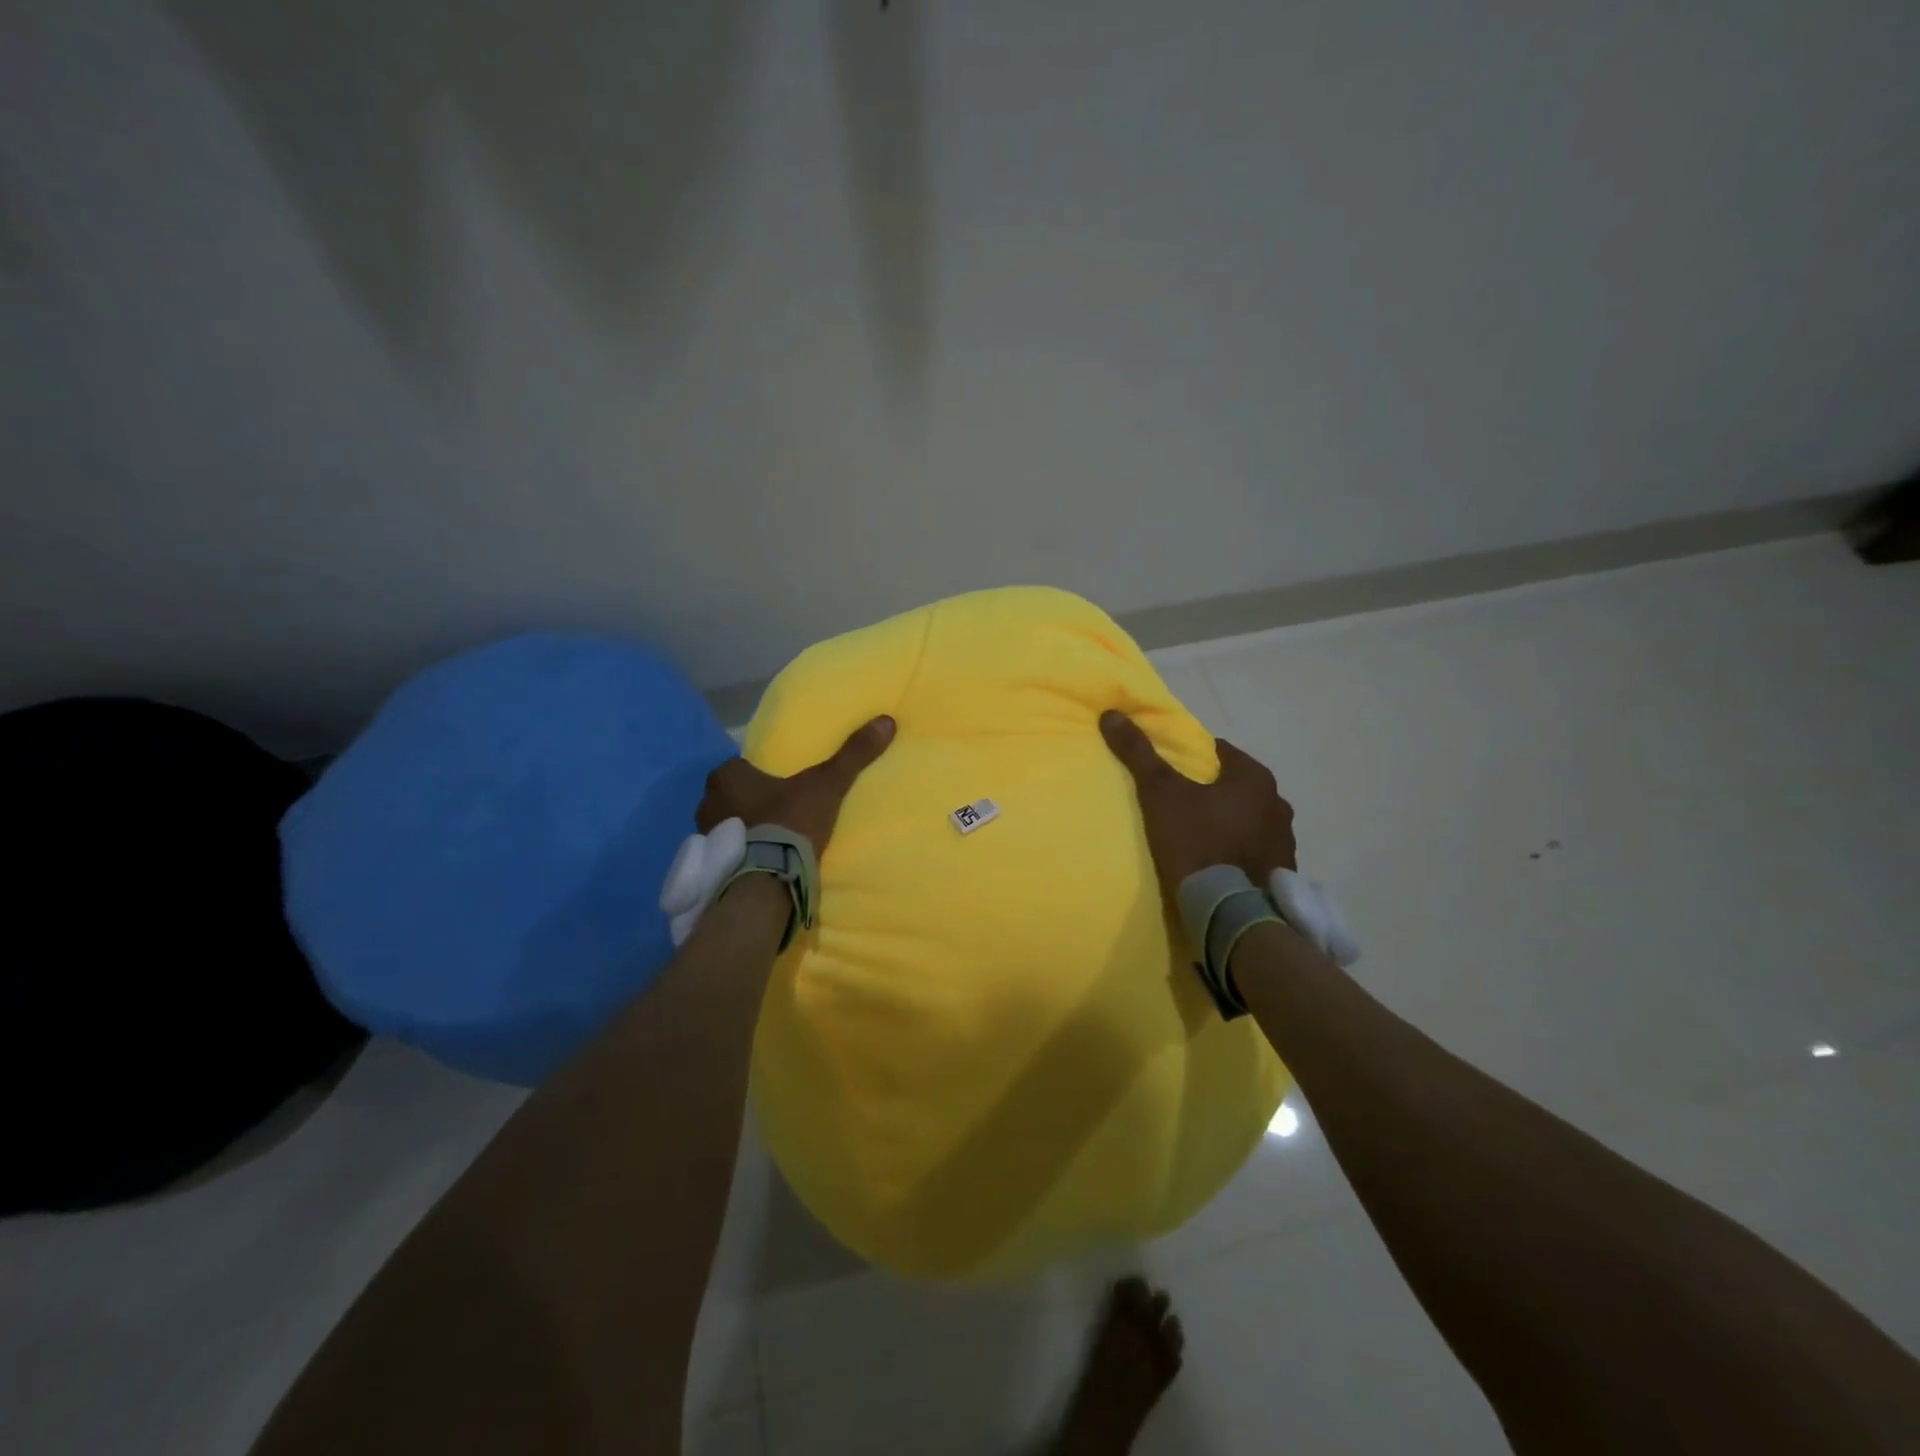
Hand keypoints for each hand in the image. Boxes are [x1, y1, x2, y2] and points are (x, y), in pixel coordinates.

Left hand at [695, 716, 896, 855]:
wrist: (768, 878)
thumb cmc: (789, 821)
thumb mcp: (827, 785)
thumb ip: (853, 754)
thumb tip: (886, 721)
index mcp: (726, 776)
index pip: (740, 768)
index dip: (761, 776)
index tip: (781, 785)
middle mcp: (707, 802)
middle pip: (731, 797)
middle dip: (749, 803)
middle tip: (779, 811)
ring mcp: (704, 837)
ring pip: (727, 825)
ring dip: (744, 831)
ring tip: (772, 840)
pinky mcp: (710, 867)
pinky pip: (727, 854)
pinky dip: (740, 855)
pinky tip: (761, 862)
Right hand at [1100, 710, 1296, 892]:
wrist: (1230, 911)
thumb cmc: (1196, 842)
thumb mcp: (1160, 794)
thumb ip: (1138, 753)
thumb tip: (1112, 713)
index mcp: (1254, 777)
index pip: (1220, 753)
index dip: (1193, 760)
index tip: (1171, 775)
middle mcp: (1278, 803)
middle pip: (1237, 786)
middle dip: (1214, 793)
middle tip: (1181, 808)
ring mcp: (1285, 840)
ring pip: (1250, 819)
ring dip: (1230, 823)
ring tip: (1200, 839)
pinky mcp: (1283, 873)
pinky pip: (1257, 850)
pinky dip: (1240, 851)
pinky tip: (1219, 865)